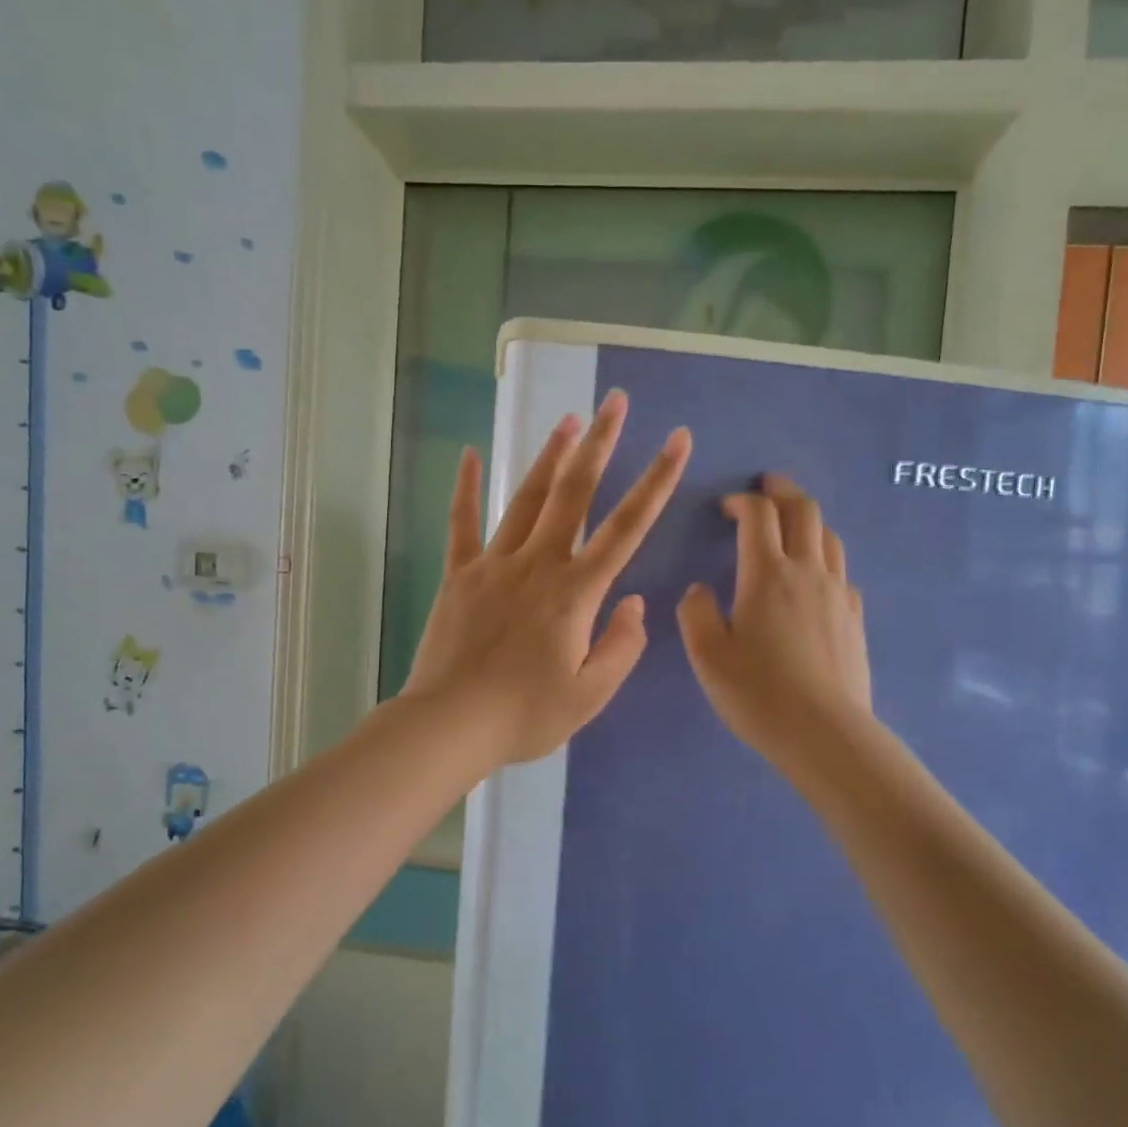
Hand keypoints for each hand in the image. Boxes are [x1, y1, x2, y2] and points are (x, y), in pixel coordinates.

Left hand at [403, 391, 691, 766]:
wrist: (450, 725)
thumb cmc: (526, 715)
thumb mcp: (590, 695)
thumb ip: (621, 646)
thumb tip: (633, 603)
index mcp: (576, 592)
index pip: (627, 526)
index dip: (657, 480)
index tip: (677, 440)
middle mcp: (538, 564)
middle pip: (574, 493)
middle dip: (599, 443)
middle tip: (615, 402)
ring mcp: (494, 564)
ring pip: (527, 498)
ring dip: (550, 455)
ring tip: (568, 418)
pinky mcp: (459, 575)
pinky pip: (461, 523)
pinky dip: (466, 487)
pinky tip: (469, 454)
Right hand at [677, 474, 871, 768]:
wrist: (824, 733)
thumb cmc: (757, 692)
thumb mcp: (706, 655)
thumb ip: (696, 613)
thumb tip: (700, 590)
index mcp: (767, 573)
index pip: (758, 515)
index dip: (741, 501)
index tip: (725, 507)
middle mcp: (808, 571)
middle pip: (804, 511)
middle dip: (782, 491)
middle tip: (766, 486)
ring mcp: (838, 593)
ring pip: (829, 536)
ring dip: (807, 520)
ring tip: (791, 524)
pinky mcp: (855, 617)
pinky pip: (842, 571)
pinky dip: (824, 557)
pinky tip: (814, 577)